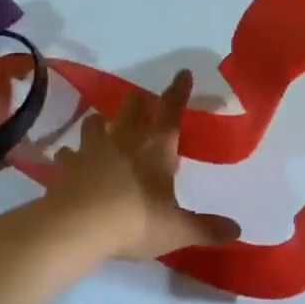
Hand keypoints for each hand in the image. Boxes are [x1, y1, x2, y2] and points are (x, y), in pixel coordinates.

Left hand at [43, 70, 241, 261]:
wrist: (78, 227)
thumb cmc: (135, 221)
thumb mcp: (176, 230)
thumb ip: (205, 228)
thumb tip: (236, 230)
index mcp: (156, 146)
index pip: (171, 109)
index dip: (178, 90)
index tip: (183, 73)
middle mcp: (124, 138)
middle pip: (132, 105)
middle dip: (140, 100)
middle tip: (145, 102)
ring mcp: (92, 148)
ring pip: (96, 121)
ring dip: (103, 121)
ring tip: (105, 126)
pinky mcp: (68, 164)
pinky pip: (69, 152)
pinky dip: (72, 154)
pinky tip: (72, 160)